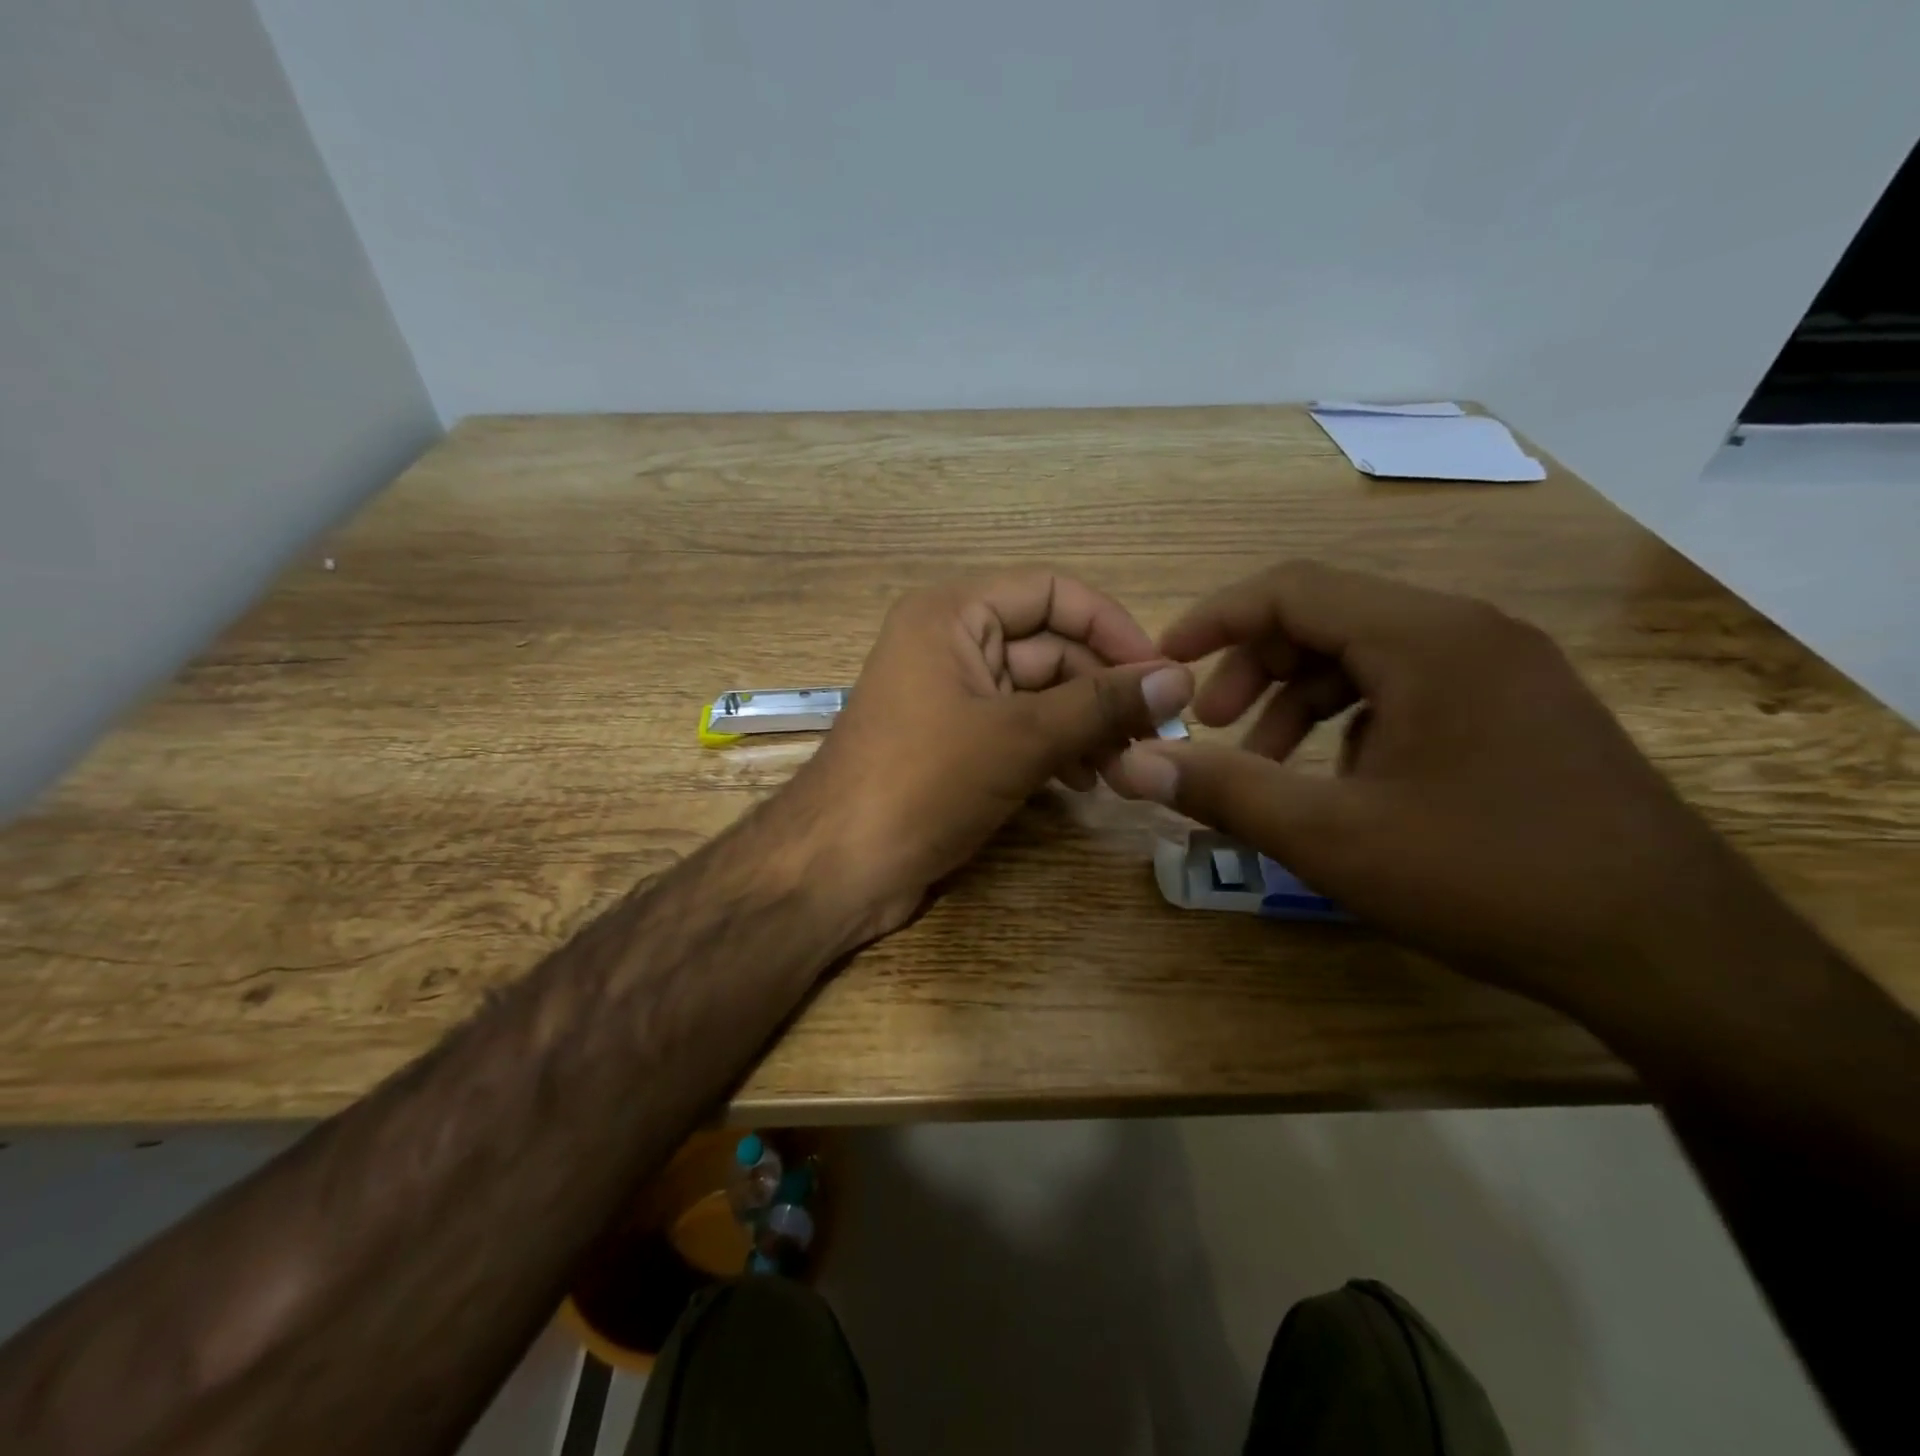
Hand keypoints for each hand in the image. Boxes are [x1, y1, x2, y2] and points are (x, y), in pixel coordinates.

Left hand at [789, 571, 1193, 941]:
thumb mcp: (1020, 737)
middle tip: (1154, 736)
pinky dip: (1056, 747)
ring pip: (1039, 692)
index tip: (1162, 675)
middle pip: (1050, 645)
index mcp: (953, 613)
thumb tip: (1180, 679)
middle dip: (1103, 690)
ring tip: (1125, 768)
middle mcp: (951, 642)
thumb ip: (1101, 704)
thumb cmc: (923, 782)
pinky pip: (1019, 727)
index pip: (1053, 593)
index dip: (1112, 626)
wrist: (839, 866)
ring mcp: (952, 694)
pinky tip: (1087, 781)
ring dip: (1086, 724)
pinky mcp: (955, 740)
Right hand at [1109, 561, 1776, 1010]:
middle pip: (1327, 616)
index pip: (1291, 588)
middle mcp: (1468, 631)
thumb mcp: (1330, 838)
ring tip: (1267, 764)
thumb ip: (1223, 791)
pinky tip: (1343, 781)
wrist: (1672, 951)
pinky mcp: (1520, 709)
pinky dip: (1351, 719)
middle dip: (1254, 666)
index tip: (1165, 664)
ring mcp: (1504, 668)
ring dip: (1299, 698)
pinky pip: (1409, 686)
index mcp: (1424, 638)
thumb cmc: (1486, 877)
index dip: (1214, 619)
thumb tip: (1133, 765)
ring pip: (1367, 654)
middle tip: (1214, 727)